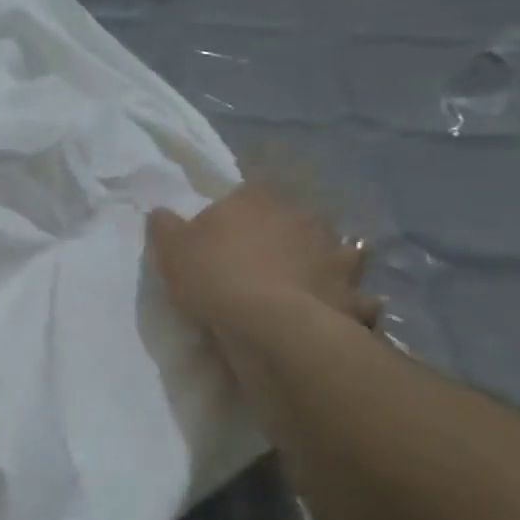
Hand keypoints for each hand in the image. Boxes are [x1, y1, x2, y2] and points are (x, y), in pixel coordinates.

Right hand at [147, 184, 379, 339]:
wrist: (269, 325)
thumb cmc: (214, 276)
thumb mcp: (170, 248)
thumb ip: (165, 225)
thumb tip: (162, 212)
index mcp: (255, 201)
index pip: (245, 194)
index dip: (233, 212)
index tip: (220, 233)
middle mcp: (301, 219)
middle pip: (292, 219)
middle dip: (282, 234)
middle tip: (261, 258)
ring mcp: (334, 256)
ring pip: (337, 251)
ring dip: (326, 261)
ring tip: (308, 280)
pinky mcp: (353, 294)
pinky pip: (357, 297)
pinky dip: (351, 301)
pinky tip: (340, 310)